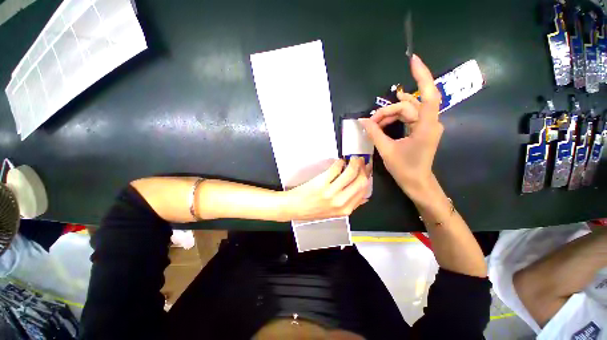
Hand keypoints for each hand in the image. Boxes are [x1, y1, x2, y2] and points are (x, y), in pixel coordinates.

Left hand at [282, 158, 368, 220]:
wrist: (294, 207)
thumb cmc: (313, 210)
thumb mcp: (334, 213)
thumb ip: (350, 205)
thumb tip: (364, 197)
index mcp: (345, 210)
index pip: (364, 190)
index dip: (367, 177)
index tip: (366, 169)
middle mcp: (341, 201)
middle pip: (361, 181)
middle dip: (363, 168)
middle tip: (360, 160)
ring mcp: (331, 192)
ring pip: (350, 172)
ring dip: (354, 162)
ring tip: (351, 159)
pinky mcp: (321, 183)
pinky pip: (336, 168)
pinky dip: (339, 162)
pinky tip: (339, 162)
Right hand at [359, 55, 442, 197]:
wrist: (417, 182)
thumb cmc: (404, 169)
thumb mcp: (387, 150)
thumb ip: (375, 133)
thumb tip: (362, 121)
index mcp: (426, 126)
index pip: (427, 95)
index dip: (422, 76)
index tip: (412, 60)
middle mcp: (430, 122)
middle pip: (407, 106)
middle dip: (387, 111)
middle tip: (370, 122)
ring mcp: (427, 125)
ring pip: (407, 111)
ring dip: (389, 115)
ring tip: (373, 124)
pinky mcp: (422, 130)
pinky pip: (408, 117)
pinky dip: (394, 119)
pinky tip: (383, 122)